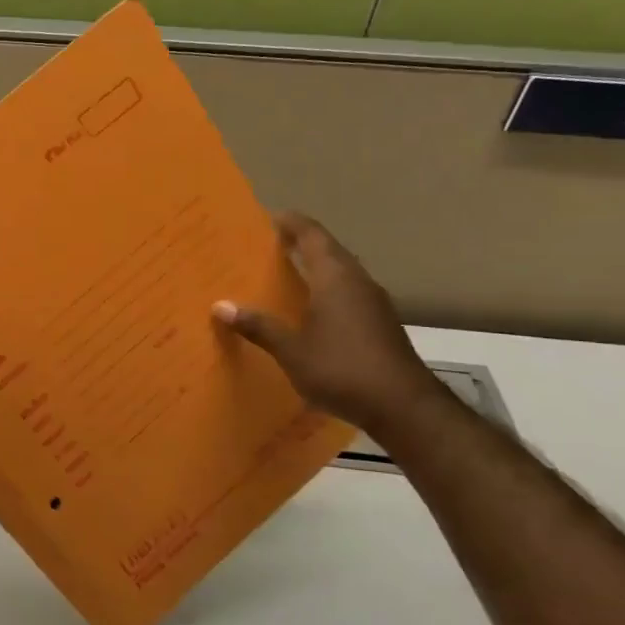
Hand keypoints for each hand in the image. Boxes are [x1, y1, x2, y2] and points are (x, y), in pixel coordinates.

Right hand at [213, 211, 442, 433]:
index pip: (312, 235)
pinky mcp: (379, 324)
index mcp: (335, 278)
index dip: (290, 222)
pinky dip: (325, 290)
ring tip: (283, 275)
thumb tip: (220, 306)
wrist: (404, 407)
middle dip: (299, 244)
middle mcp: (357, 281)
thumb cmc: (342, 369)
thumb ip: (259, 326)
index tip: (266, 217)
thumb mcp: (292, 350)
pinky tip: (309, 310)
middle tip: (266, 246)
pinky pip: (347, 293)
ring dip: (315, 268)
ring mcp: (373, 303)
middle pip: (328, 250)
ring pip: (340, 272)